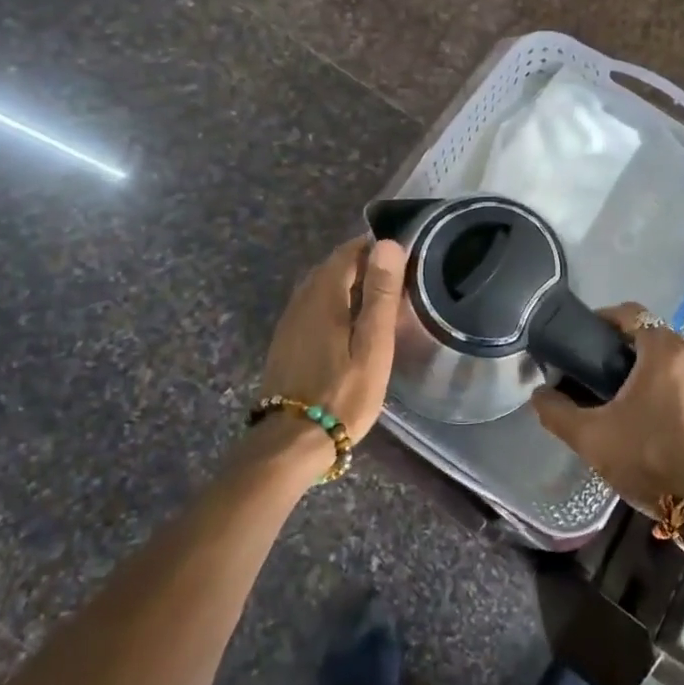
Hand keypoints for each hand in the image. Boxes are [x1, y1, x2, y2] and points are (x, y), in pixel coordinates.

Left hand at [259, 237, 405, 444]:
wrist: (291, 442)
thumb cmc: (342, 393)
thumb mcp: (372, 345)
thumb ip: (380, 294)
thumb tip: (386, 243)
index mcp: (324, 296)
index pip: (346, 253)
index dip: (371, 248)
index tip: (398, 256)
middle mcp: (301, 301)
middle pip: (330, 267)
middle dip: (359, 264)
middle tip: (391, 278)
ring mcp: (289, 322)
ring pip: (318, 287)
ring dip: (344, 284)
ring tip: (374, 299)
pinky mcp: (285, 342)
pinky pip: (310, 306)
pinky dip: (331, 303)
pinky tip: (346, 324)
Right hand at [529, 302, 683, 512]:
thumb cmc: (649, 459)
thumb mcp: (592, 438)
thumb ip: (557, 412)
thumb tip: (539, 395)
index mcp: (664, 350)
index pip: (631, 313)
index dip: (603, 319)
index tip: (584, 339)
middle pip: (650, 333)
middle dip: (622, 346)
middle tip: (594, 369)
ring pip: (670, 356)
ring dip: (645, 365)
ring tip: (618, 392)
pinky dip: (666, 382)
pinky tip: (649, 412)